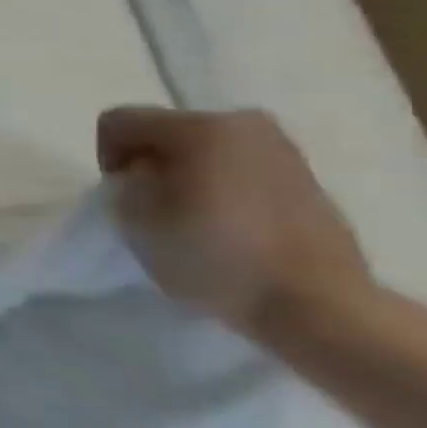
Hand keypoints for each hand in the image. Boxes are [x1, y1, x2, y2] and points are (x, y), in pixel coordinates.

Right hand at [97, 105, 371, 331]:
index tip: (122, 198)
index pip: (119, 122)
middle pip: (165, 131)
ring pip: (205, 150)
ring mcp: (282, 148)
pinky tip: (229, 226)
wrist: (320, 305)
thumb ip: (126, 186)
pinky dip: (222, 187)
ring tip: (192, 219)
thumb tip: (142, 178)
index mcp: (198, 127)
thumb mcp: (138, 222)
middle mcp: (242, 122)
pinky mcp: (307, 176)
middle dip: (150, 164)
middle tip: (154, 209)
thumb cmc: (218, 258)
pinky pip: (240, 168)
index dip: (106, 158)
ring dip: (187, 175)